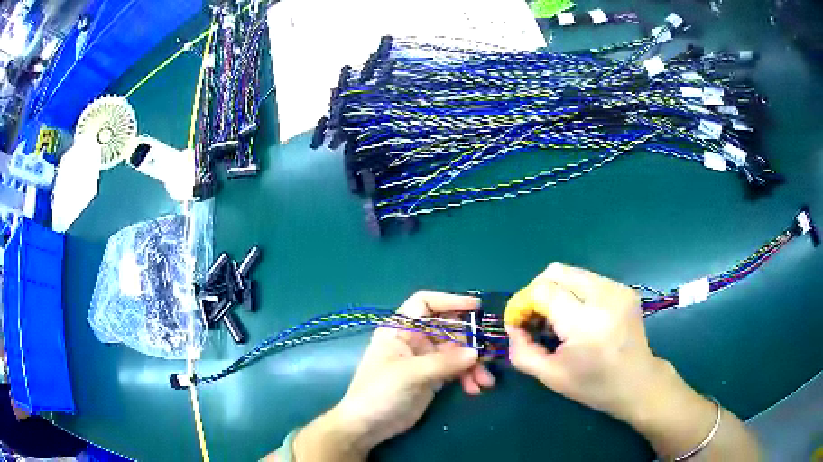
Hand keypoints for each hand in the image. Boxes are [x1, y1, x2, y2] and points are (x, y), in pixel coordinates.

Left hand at [293, 291, 493, 460]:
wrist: (368, 426)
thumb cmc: (379, 392)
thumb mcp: (409, 374)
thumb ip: (444, 362)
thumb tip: (476, 352)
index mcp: (400, 329)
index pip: (425, 304)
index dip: (450, 301)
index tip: (476, 307)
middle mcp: (414, 340)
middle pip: (448, 329)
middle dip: (470, 341)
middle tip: (488, 355)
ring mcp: (424, 360)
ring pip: (456, 351)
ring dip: (473, 364)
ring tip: (486, 381)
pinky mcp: (432, 378)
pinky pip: (456, 370)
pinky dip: (468, 377)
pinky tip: (475, 389)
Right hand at [504, 262, 670, 422]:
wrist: (638, 382)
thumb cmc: (594, 385)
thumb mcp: (550, 376)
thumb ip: (522, 351)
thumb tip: (512, 326)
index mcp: (585, 323)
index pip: (542, 290)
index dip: (523, 302)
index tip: (518, 322)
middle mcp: (603, 296)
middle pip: (556, 272)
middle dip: (536, 291)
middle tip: (534, 317)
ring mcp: (617, 288)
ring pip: (571, 272)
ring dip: (555, 290)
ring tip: (555, 317)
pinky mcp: (624, 288)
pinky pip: (587, 279)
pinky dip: (572, 292)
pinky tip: (576, 315)